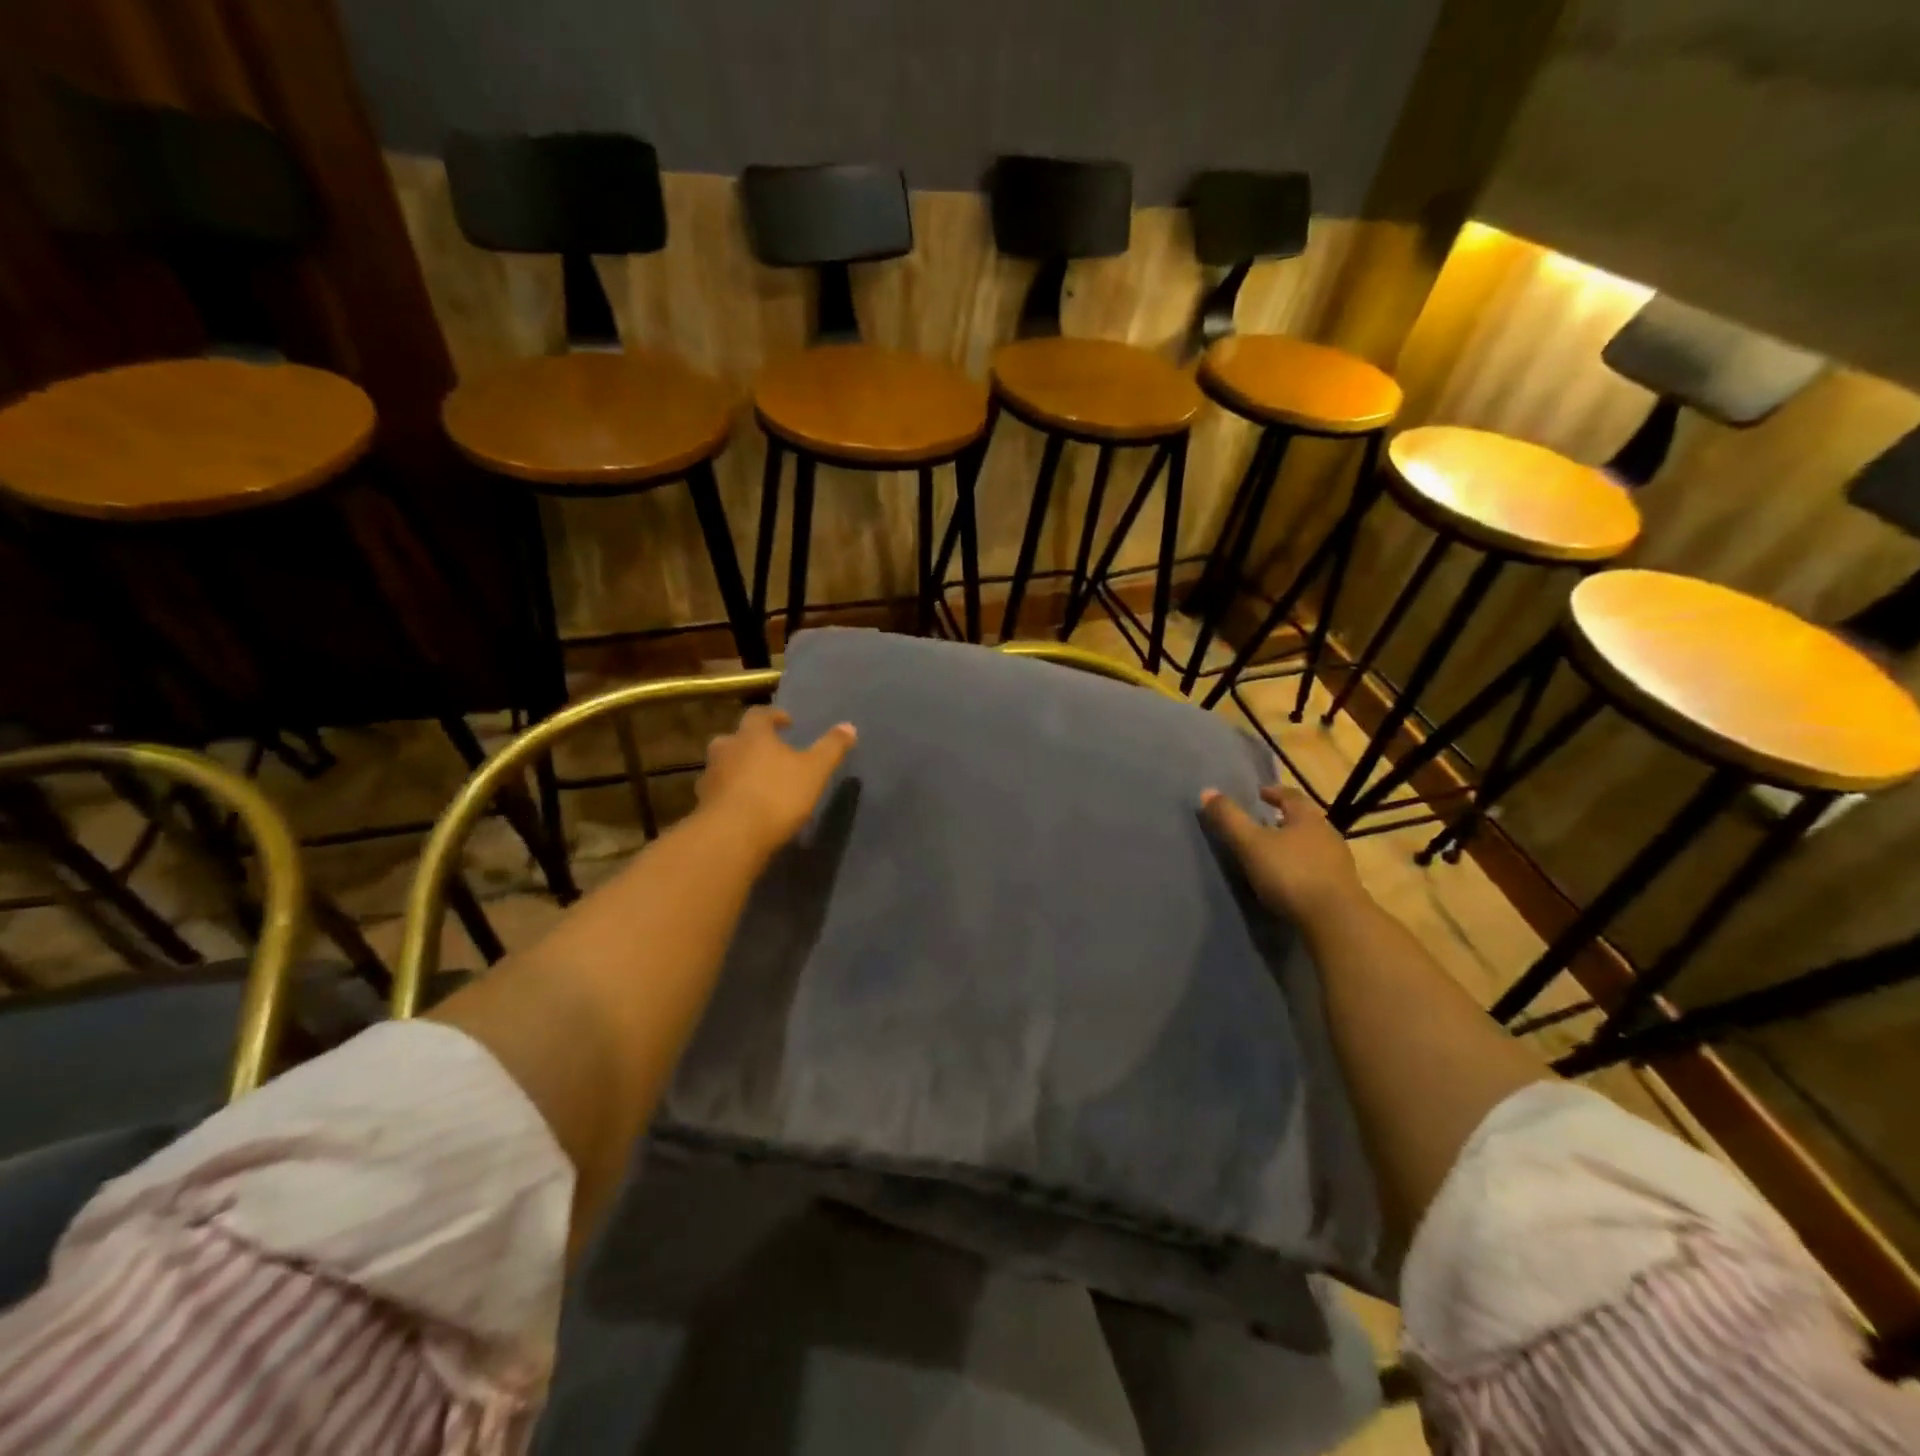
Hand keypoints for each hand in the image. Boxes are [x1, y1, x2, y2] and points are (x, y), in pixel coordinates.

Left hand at [696, 707, 856, 855]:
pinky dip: (730, 795)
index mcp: (752, 735)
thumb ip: (831, 748)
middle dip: (750, 743)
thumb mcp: (815, 770)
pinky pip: (718, 793)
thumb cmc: (777, 795)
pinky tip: (744, 809)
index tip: (787, 723)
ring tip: (757, 783)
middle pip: (735, 738)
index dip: (774, 716)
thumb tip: (849, 726)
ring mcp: (710, 777)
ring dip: (737, 769)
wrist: (732, 836)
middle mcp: (726, 749)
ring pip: (723, 766)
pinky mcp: (702, 805)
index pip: (760, 715)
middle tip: (768, 753)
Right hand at [1200, 784, 1367, 926]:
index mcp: (1307, 818)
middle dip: (1285, 819)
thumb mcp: (1250, 844)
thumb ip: (1229, 819)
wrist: (1336, 920)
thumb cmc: (1290, 873)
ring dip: (1295, 845)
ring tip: (1274, 853)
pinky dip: (1303, 868)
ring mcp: (1339, 862)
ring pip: (1313, 845)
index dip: (1274, 792)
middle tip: (1265, 823)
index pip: (1291, 796)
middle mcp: (1328, 834)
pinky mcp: (1343, 888)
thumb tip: (1207, 791)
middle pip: (1305, 820)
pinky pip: (1318, 869)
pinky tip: (1290, 880)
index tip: (1261, 794)